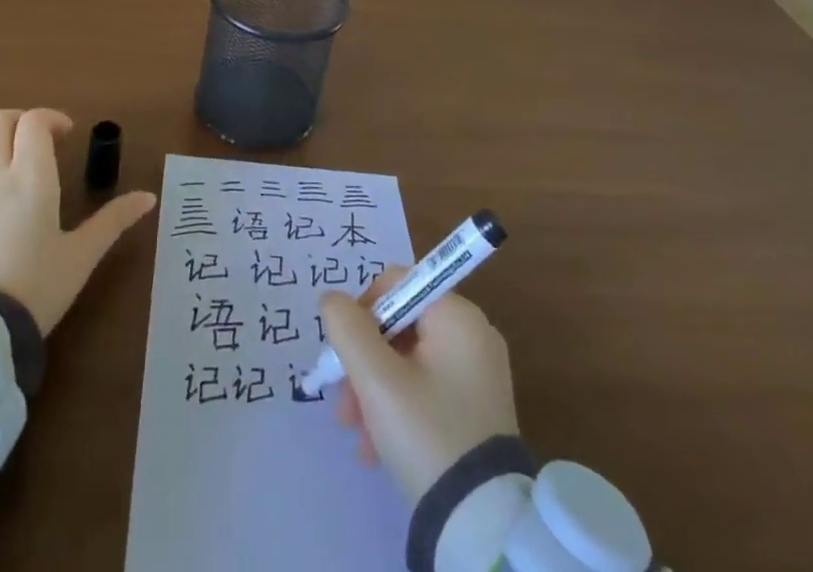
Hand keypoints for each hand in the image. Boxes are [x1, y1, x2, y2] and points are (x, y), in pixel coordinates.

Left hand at [0, 108, 156, 335]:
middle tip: (41, 140)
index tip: (68, 135)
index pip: (33, 122)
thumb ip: (113, 221)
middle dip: (20, 121)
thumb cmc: (33, 289)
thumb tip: (148, 197)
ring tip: (13, 161)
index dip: (51, 118)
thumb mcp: (80, 257)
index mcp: (30, 177)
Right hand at [320, 268, 519, 500]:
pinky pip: (425, 390)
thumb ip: (347, 328)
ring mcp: (477, 375)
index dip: (362, 311)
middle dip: (363, 362)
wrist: (481, 528)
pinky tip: (375, 449)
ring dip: (373, 390)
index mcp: (457, 316)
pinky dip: (397, 409)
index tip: (345, 353)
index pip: (396, 284)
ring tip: (354, 434)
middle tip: (342, 404)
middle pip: (398, 327)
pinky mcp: (475, 411)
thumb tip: (331, 299)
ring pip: (407, 363)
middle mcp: (472, 335)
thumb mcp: (376, 379)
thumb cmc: (426, 434)